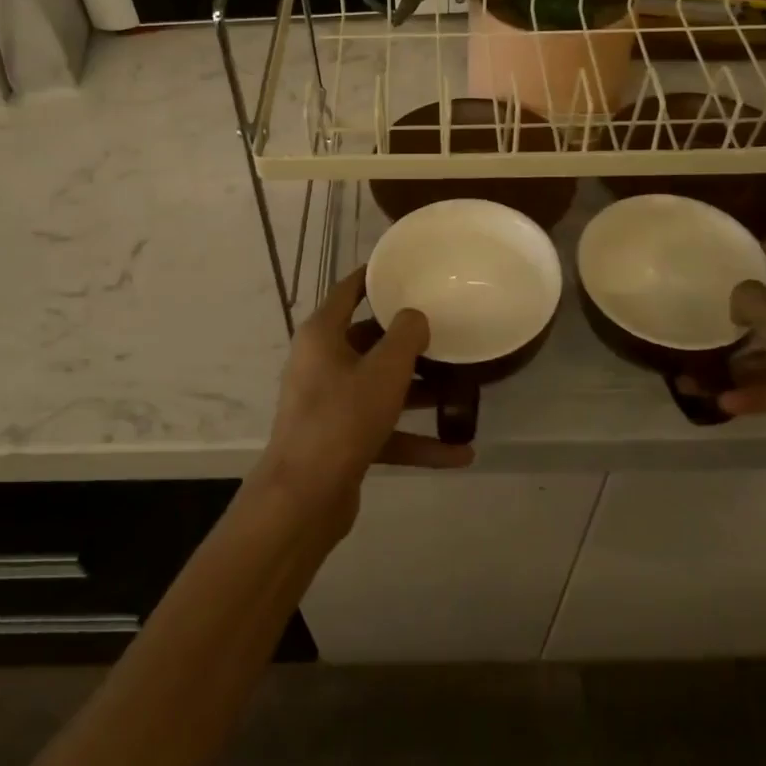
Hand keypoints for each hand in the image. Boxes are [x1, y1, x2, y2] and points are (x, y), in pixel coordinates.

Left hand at [254, 268, 473, 532]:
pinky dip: (416, 439)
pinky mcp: (341, 441)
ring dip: (417, 391)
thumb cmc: (342, 418)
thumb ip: (406, 336)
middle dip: (407, 341)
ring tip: (461, 389)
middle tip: (445, 331)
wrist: (304, 497)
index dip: (374, 277)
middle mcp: (321, 364)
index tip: (404, 268)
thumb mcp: (384, 371)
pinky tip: (459, 453)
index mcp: (322, 335)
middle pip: (368, 341)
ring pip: (379, 388)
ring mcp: (330, 404)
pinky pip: (384, 431)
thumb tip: (415, 317)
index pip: (348, 292)